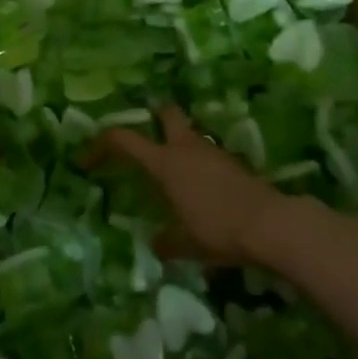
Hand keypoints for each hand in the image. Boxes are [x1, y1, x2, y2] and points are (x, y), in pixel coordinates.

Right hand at [96, 107, 287, 263]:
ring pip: (189, 135)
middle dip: (154, 118)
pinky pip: (208, 155)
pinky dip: (200, 165)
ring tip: (174, 176)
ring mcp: (213, 152)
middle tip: (146, 138)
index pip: (123, 139)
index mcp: (165, 163)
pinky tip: (202, 191)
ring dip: (179, 146)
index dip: (100, 145)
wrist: (272, 225)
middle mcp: (186, 148)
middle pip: (166, 114)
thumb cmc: (218, 229)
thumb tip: (156, 244)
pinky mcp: (234, 164)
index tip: (86, 160)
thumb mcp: (186, 244)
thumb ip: (166, 242)